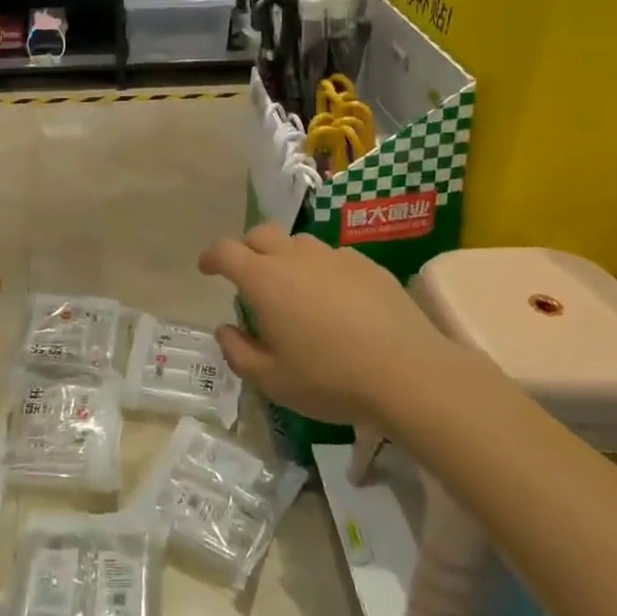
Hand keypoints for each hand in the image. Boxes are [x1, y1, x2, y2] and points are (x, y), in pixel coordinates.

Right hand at [198, 224, 452, 423]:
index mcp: (264, 279)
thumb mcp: (273, 380)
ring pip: (298, 243)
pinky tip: (336, 300)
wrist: (408, 372)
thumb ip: (239, 352)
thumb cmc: (330, 378)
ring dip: (286, 257)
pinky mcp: (367, 264)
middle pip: (260, 235)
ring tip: (294, 288)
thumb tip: (226, 329)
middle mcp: (295, 256)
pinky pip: (333, 258)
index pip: (225, 251)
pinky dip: (322, 270)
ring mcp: (334, 256)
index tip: (207, 269)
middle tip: (248, 277)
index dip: (211, 257)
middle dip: (246, 249)